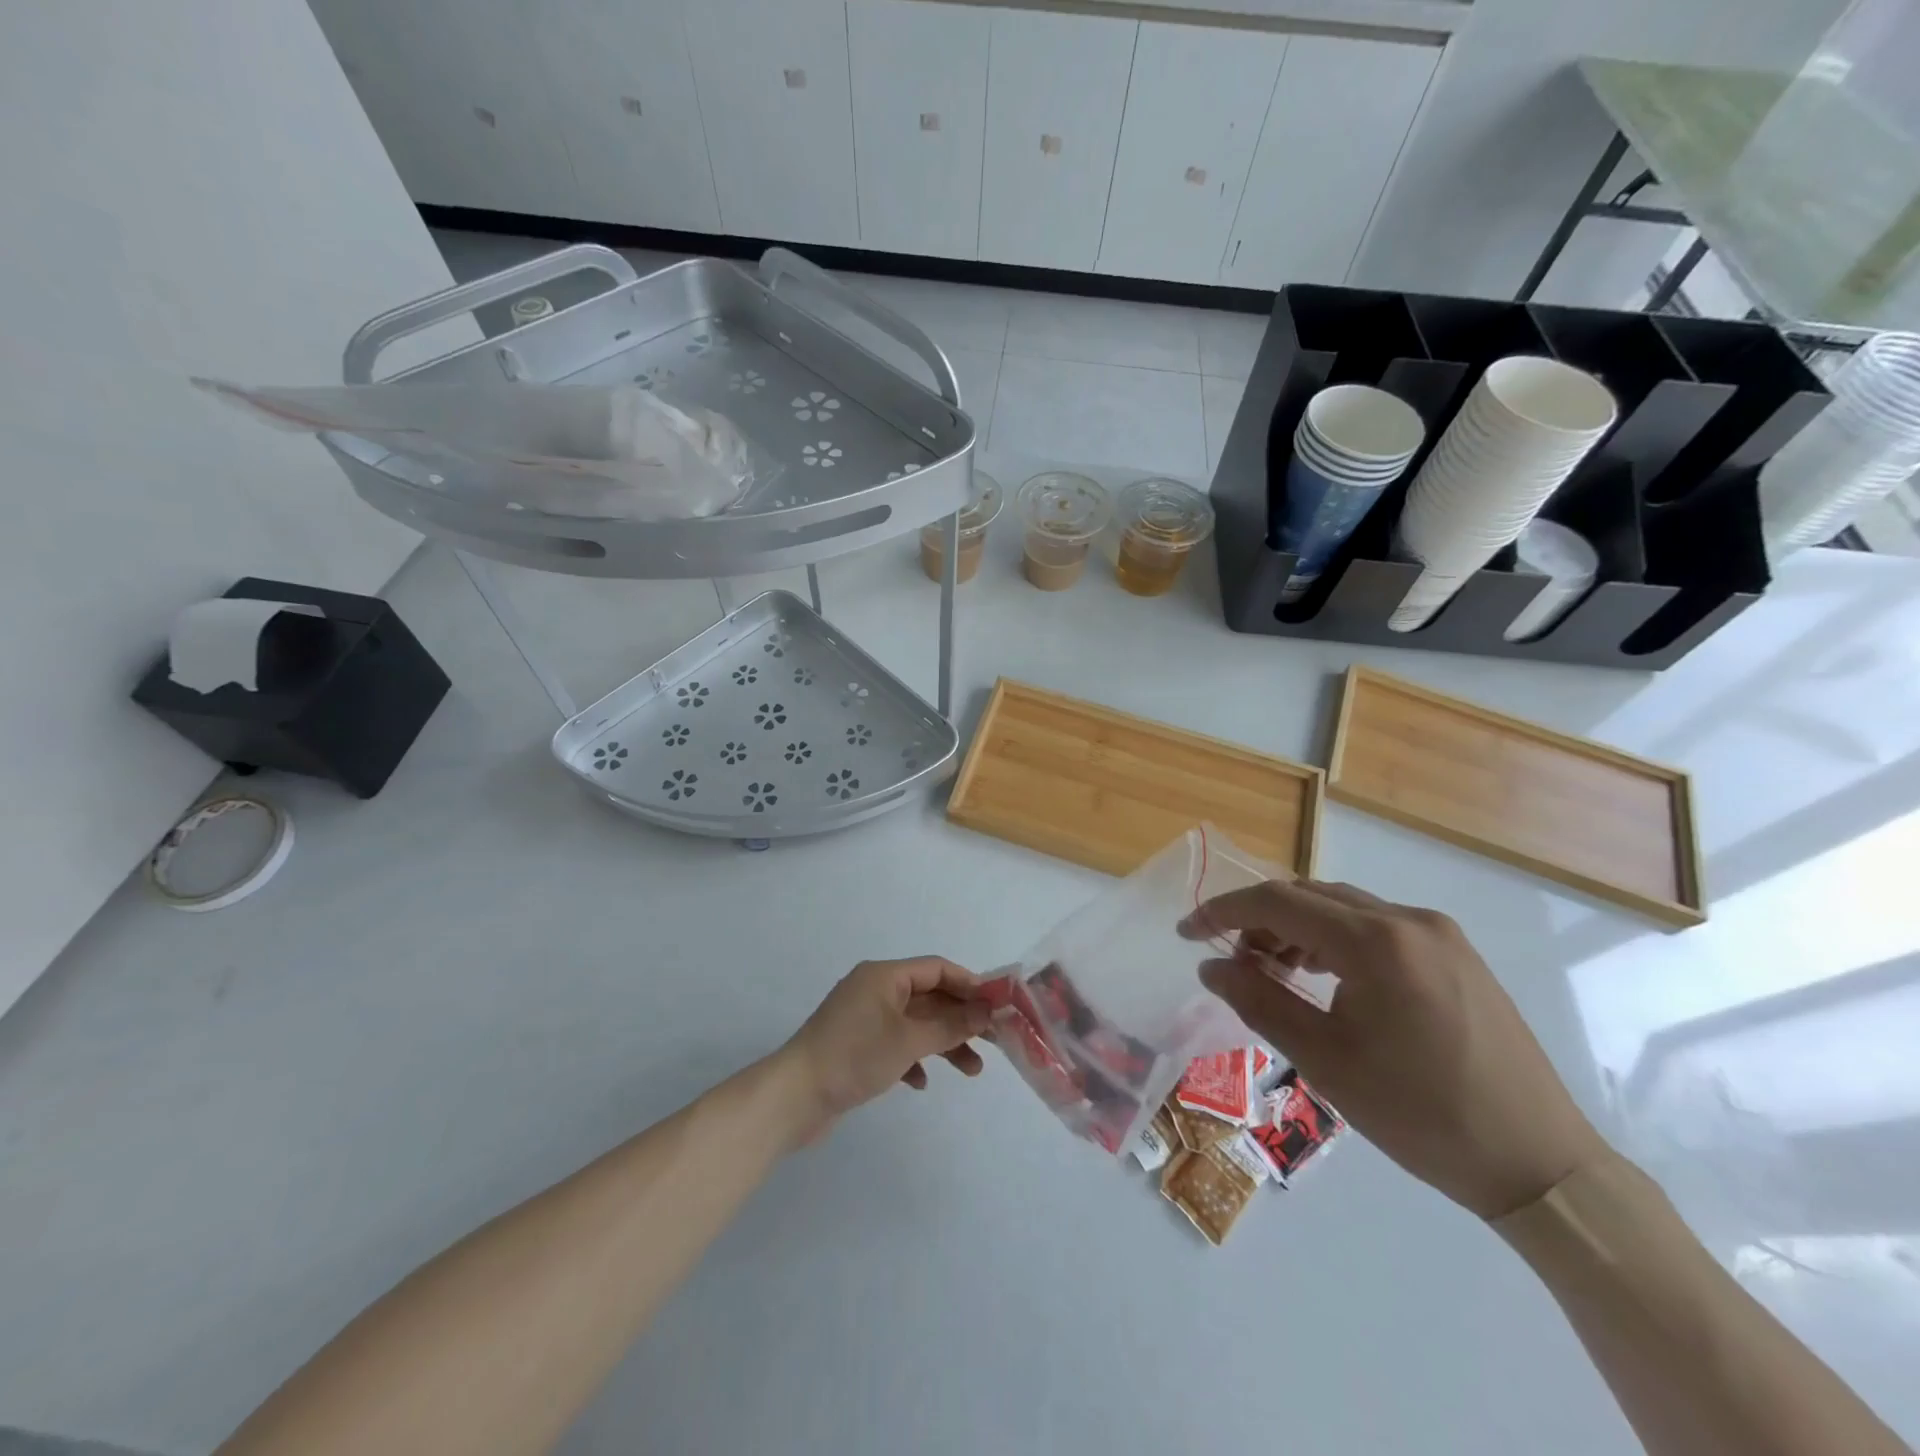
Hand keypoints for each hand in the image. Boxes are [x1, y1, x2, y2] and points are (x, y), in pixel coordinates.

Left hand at [777, 957, 992, 1141]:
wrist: (794, 1097)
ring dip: (943, 1043)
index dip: (969, 984)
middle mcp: (874, 990)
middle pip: (928, 996)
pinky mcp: (856, 1046)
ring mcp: (864, 1019)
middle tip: (993, 1041)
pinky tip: (921, 1082)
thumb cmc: (854, 1056)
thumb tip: (987, 1012)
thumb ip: (951, 1025)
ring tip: (972, 1071)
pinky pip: (895, 1044)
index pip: (936, 969)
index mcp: (884, 976)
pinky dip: (914, 1059)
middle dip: (960, 1018)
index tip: (997, 1005)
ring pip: (915, 1024)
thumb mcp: (909, 1040)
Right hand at [1183, 880, 1607, 1220]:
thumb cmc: (1422, 1115)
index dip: (1223, 911)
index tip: (1186, 933)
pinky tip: (1325, 977)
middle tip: (1230, 960)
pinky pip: (1377, 926)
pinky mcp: (1456, 953)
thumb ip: (1259, 1001)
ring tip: (1273, 971)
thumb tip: (1210, 966)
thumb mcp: (1325, 1061)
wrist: (1540, 1164)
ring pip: (1343, 908)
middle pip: (1310, 896)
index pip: (1278, 902)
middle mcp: (1408, 920)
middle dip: (1259, 920)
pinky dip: (1335, 940)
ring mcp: (1439, 933)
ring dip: (1297, 929)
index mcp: (1375, 941)